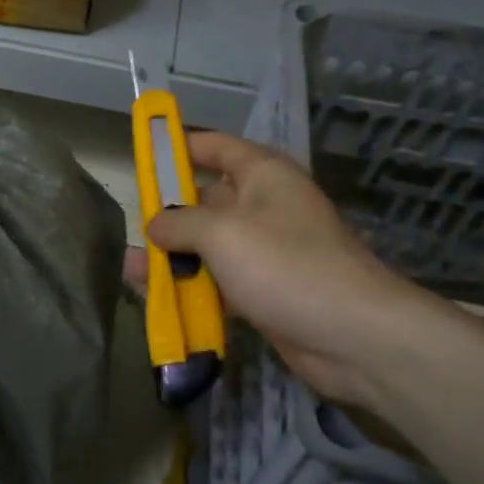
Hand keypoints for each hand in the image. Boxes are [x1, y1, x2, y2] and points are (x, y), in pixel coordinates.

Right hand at [127, 133, 435, 408]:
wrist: (353, 336)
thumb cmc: (285, 265)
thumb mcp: (221, 233)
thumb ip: (178, 223)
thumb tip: (154, 225)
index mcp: (263, 175)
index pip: (216, 147)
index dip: (180, 148)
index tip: (144, 156)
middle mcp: (264, 206)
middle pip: (206, 200)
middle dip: (168, 213)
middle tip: (131, 227)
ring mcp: (265, 251)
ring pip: (209, 245)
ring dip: (174, 257)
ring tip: (132, 270)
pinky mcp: (265, 290)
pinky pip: (219, 281)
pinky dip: (193, 287)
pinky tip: (159, 299)